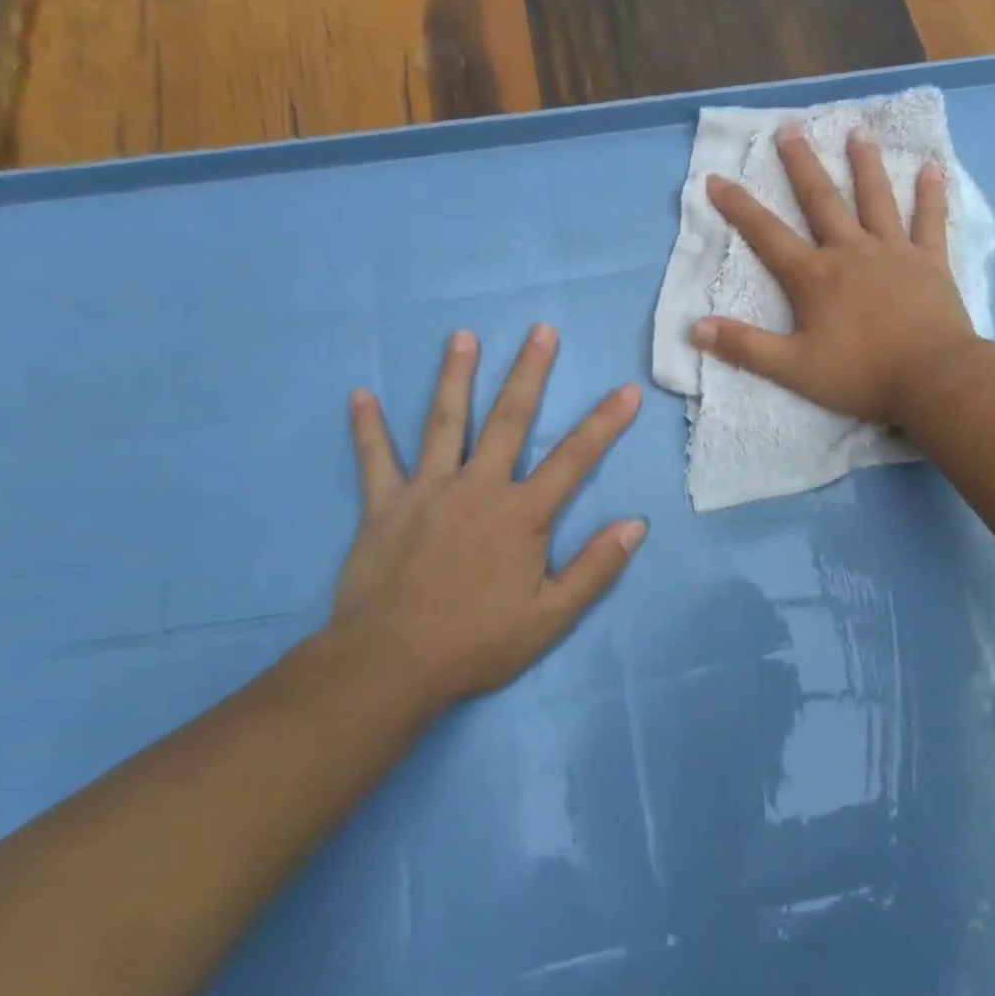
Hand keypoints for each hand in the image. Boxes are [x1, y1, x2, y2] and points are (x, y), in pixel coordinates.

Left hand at [329, 326, 645, 705]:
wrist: (390, 665)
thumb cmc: (477, 642)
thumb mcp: (551, 617)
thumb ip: (595, 568)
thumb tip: (635, 525)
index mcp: (521, 513)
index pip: (575, 458)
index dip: (605, 423)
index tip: (626, 390)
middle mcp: (478, 487)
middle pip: (509, 419)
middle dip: (529, 373)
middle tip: (541, 330)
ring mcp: (427, 490)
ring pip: (444, 422)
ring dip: (455, 376)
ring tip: (462, 336)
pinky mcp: (384, 505)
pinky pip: (375, 459)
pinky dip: (367, 428)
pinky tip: (359, 395)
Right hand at [692, 125, 977, 424]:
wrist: (932, 379)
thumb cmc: (860, 374)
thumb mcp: (793, 368)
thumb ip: (745, 346)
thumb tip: (695, 328)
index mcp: (814, 276)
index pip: (767, 234)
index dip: (738, 206)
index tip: (716, 177)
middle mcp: (851, 251)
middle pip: (821, 200)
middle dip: (802, 165)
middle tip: (790, 128)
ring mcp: (894, 252)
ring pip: (876, 198)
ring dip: (865, 164)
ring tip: (858, 131)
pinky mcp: (930, 262)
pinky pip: (930, 221)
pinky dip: (931, 195)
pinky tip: (933, 168)